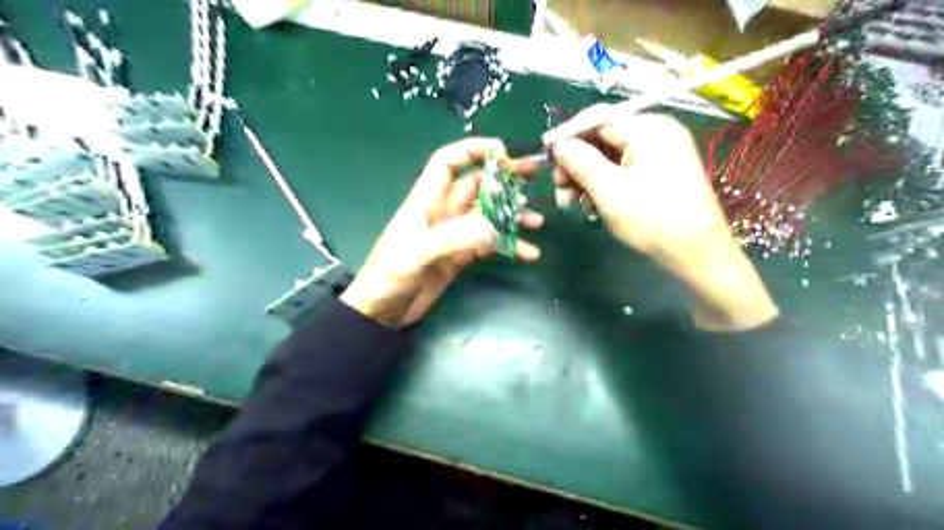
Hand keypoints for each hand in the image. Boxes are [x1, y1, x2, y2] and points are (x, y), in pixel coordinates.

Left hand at [344, 136, 541, 327]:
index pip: (448, 163)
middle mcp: (442, 212)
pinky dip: (508, 245)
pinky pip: (489, 244)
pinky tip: (527, 252)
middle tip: (534, 176)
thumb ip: (454, 239)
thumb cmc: (389, 276)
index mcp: (426, 201)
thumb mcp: (417, 254)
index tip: (502, 150)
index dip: (472, 150)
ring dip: (511, 216)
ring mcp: (454, 235)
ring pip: (488, 216)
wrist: (381, 311)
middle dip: (504, 180)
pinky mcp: (461, 256)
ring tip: (536, 222)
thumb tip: (494, 229)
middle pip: (477, 186)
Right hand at [551, 113, 778, 329]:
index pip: (597, 119)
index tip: (546, 154)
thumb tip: (559, 145)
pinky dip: (605, 185)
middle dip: (577, 163)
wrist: (696, 254)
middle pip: (604, 139)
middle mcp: (657, 133)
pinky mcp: (661, 173)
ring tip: (573, 203)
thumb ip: (580, 162)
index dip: (568, 135)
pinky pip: (625, 171)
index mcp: (648, 128)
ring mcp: (661, 154)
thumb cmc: (652, 219)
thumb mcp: (608, 189)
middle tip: (558, 187)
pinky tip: (593, 206)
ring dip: (588, 178)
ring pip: (611, 158)